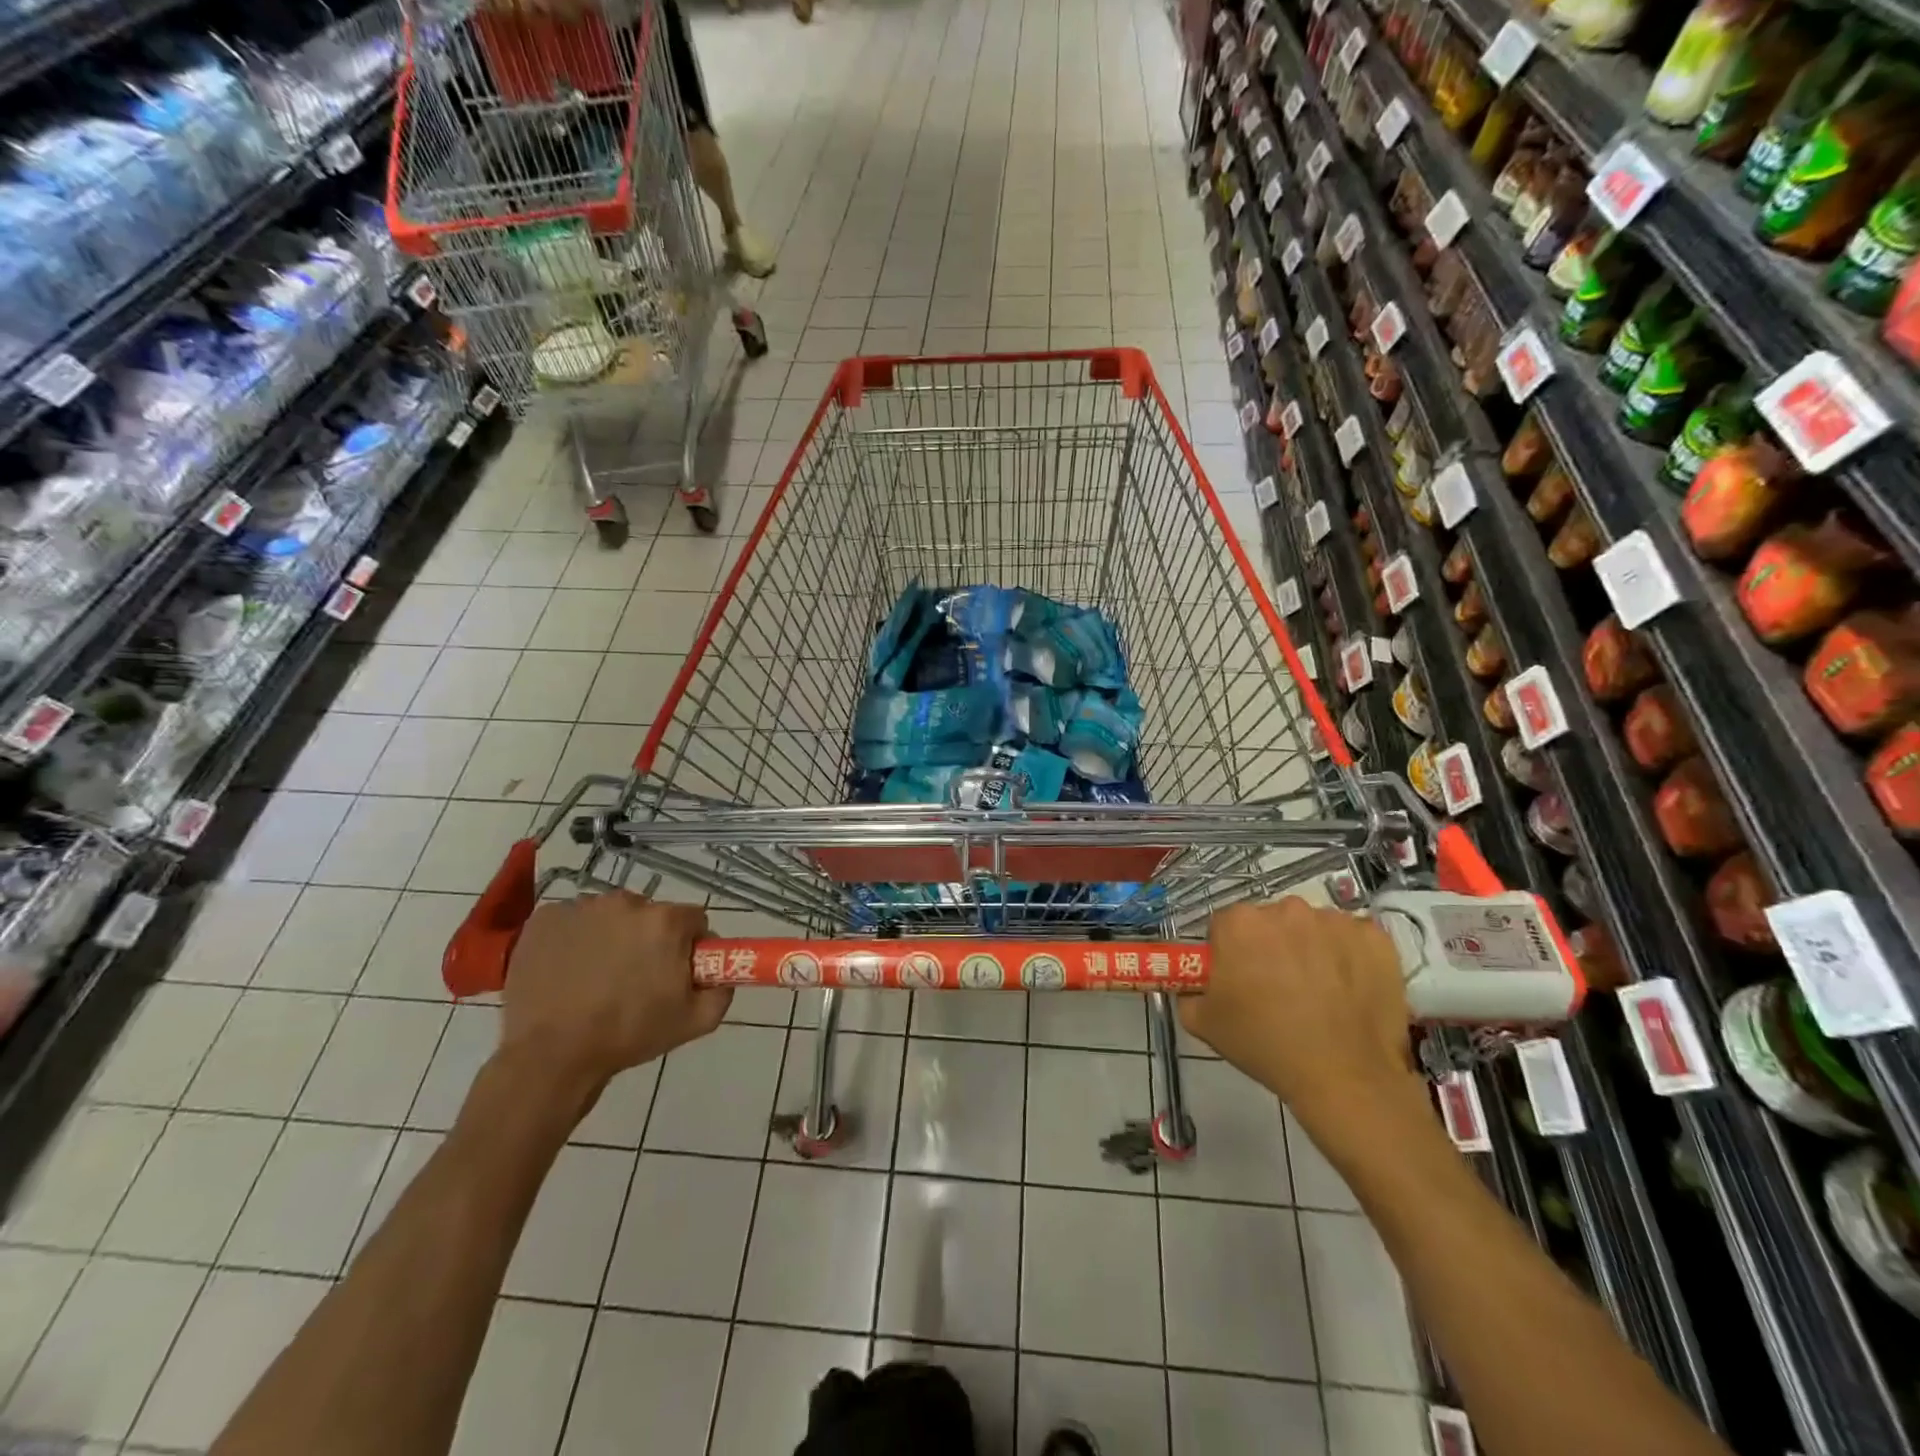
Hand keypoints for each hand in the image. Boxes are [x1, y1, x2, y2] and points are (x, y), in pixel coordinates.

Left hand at [498, 893, 727, 1100]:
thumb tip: (722, 975)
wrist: (550, 1057)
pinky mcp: (545, 919)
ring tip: (596, 978)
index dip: (689, 945)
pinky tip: (567, 972)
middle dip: (648, 940)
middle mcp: (626, 902)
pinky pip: (573, 922)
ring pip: (610, 916)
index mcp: (665, 922)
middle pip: (650, 914)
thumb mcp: (695, 1022)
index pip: (693, 920)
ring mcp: (581, 908)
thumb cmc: (628, 1035)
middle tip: (635, 978)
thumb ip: (722, 990)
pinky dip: (575, 940)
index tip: (676, 971)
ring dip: (611, 937)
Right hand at [1180, 898, 1419, 1143]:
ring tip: (1318, 994)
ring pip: (1312, 928)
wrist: (1345, 1078)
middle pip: (1270, 922)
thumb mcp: (1203, 1023)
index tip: (1240, 981)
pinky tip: (1349, 991)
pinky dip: (1349, 957)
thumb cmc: (1266, 1046)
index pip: (1226, 926)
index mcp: (1239, 923)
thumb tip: (1192, 985)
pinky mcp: (1374, 938)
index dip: (1230, 953)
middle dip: (1270, 947)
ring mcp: (1334, 921)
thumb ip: (1188, 992)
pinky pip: (1352, 939)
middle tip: (1277, 989)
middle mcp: (1285, 909)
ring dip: (1310, 949)